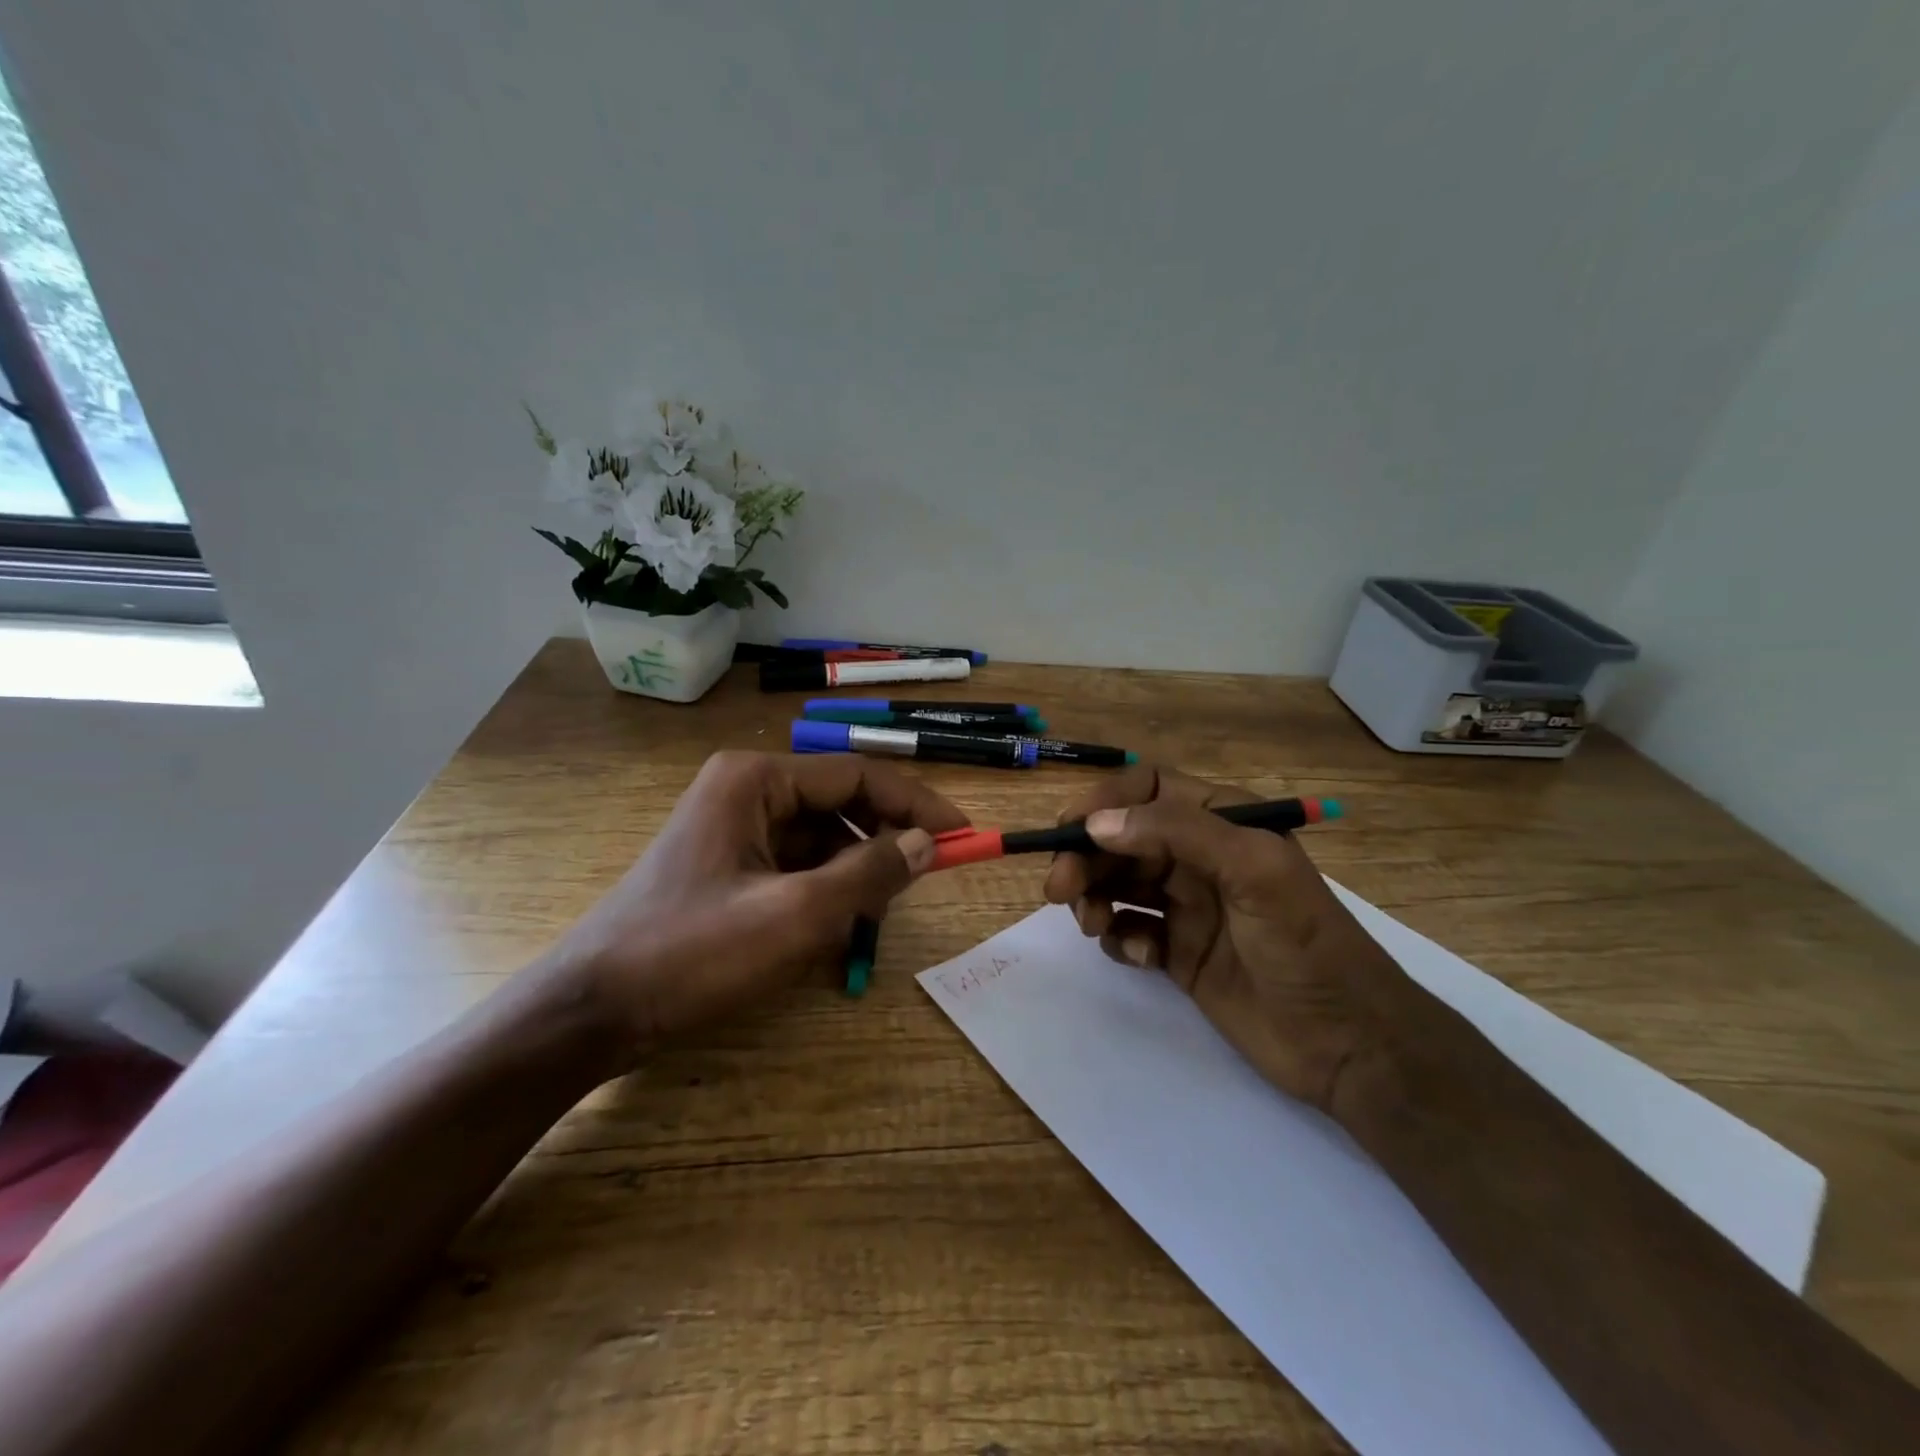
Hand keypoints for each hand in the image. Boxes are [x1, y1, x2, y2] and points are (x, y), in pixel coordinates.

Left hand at [542, 751, 967, 1058]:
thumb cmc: (690, 954)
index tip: (962, 835)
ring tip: (871, 922)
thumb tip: (926, 844)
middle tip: (922, 884)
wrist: (591, 1011)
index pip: (858, 775)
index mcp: (756, 780)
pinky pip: (796, 867)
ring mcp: (734, 829)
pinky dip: (824, 894)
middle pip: (840, 805)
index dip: (916, 803)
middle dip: (882, 844)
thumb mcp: (793, 917)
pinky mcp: (729, 866)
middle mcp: (746, 790)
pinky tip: (833, 933)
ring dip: (854, 876)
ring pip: (821, 840)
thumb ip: (867, 875)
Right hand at [1042, 764, 1415, 1116]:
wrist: (1347, 1044)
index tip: (1069, 830)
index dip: (1106, 802)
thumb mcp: (1254, 871)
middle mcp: (1199, 858)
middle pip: (1122, 839)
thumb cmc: (1307, 945)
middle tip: (1058, 889)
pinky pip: (1129, 930)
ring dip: (1094, 897)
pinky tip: (1137, 956)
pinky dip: (1119, 938)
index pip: (1149, 790)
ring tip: (1093, 924)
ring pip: (1117, 883)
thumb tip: (1097, 824)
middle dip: (1086, 857)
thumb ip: (1178, 833)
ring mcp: (1186, 907)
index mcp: (1223, 823)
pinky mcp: (1177, 953)